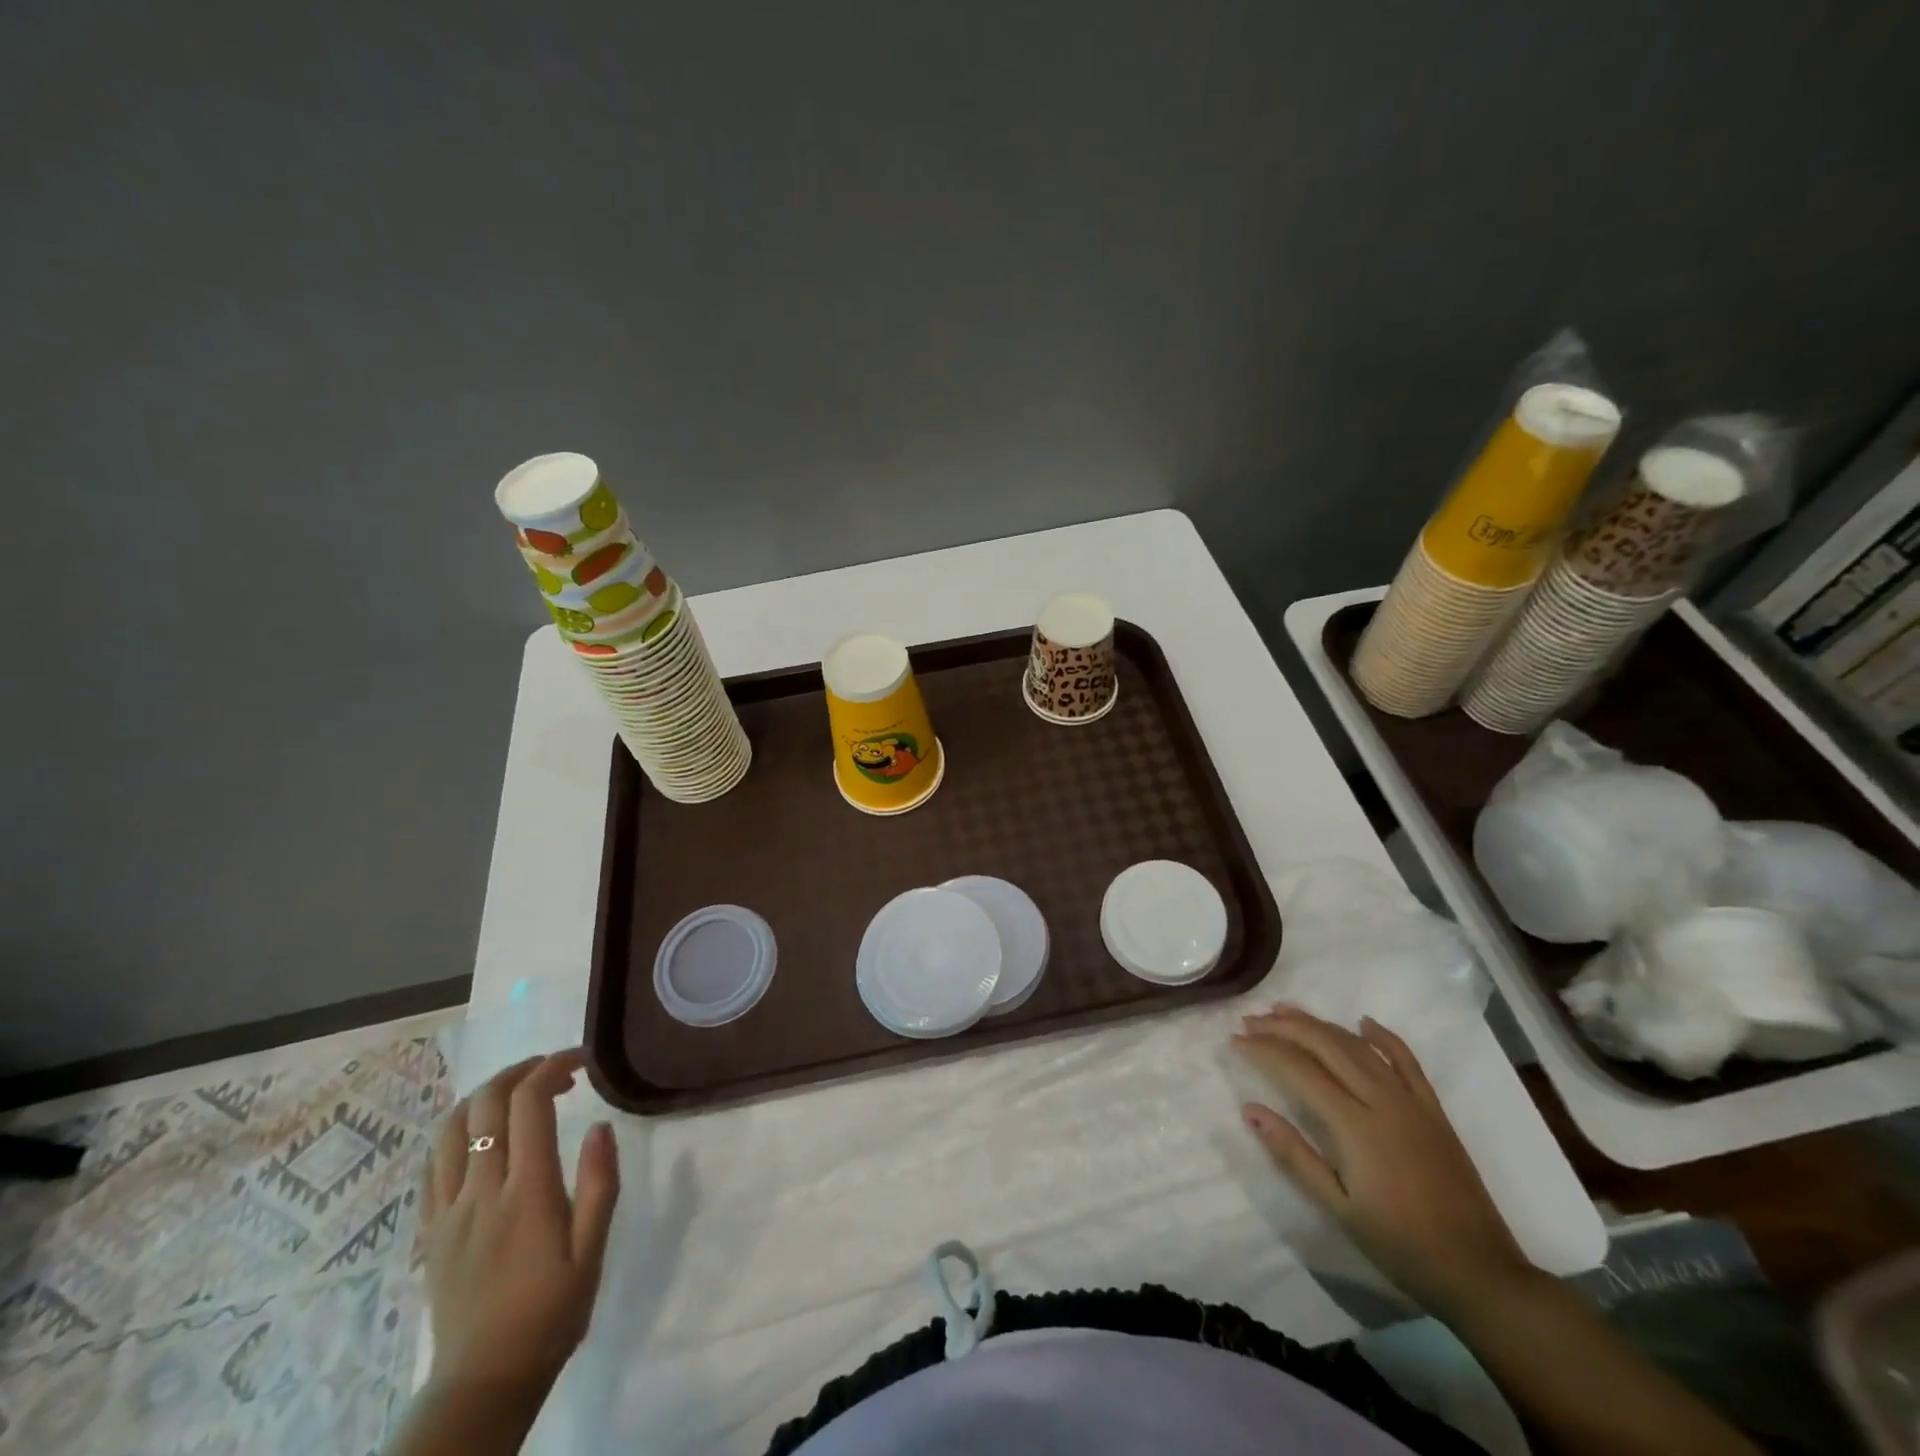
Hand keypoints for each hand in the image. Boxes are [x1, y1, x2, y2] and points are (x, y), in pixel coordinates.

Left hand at [421, 1050, 619, 1404]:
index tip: (582, 1061)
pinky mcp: (429, 1229)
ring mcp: (447, 1210)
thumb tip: (600, 1125)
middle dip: (520, 1071)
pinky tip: (481, 1136)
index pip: (529, 1104)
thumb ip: (599, 1183)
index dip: (554, 1067)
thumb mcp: (592, 1250)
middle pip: (485, 1104)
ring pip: (450, 1127)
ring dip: (485, 1096)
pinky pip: (432, 1163)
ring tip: (517, 1094)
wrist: (485, 1379)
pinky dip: (458, 1131)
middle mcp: (480, 1191)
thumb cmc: (552, 1311)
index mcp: (526, 1192)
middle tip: (554, 1072)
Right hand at [1232, 1006, 1527, 1318]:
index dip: (1264, 1050)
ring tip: (1286, 1011)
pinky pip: (1407, 1060)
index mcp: (1355, 1126)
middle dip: (1284, 1027)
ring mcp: (1412, 1101)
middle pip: (1326, 1045)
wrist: (1479, 1272)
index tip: (1235, 1041)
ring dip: (1320, 1024)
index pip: (1299, 1070)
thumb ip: (1293, 1155)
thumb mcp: (1337, 1208)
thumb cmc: (1400, 1245)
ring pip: (1358, 1046)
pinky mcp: (1434, 1110)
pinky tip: (1363, 1022)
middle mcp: (1382, 1100)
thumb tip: (1250, 1109)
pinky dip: (1383, 1037)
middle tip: (1251, 1020)